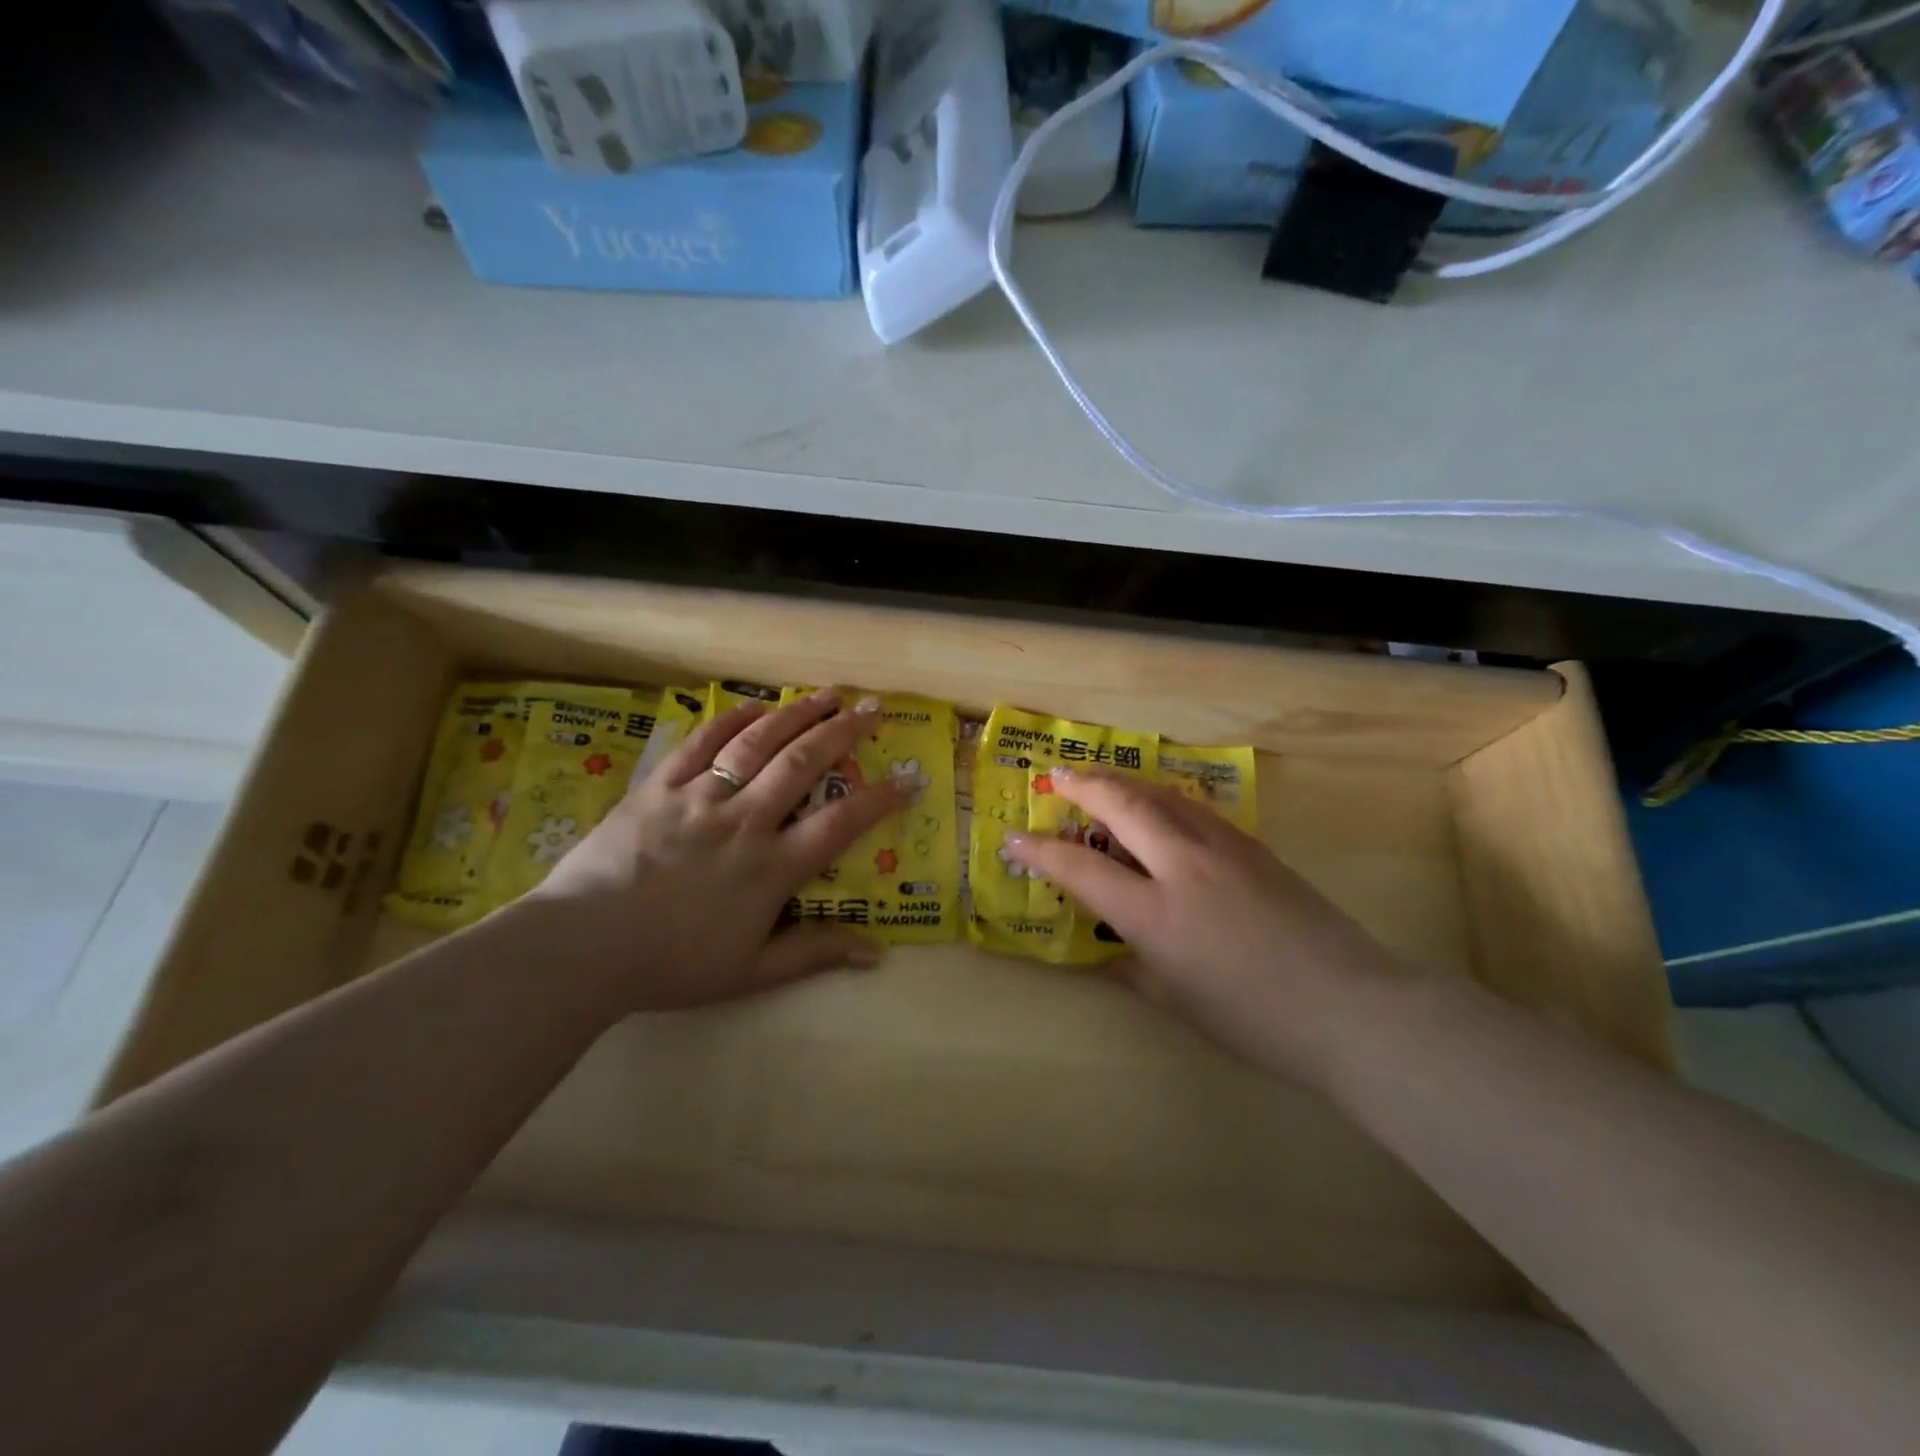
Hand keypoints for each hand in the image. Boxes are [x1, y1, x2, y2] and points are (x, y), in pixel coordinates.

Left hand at [517, 689, 911, 1018]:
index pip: (840, 823)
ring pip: (757, 744)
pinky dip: (730, 722)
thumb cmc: (671, 964)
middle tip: (873, 707)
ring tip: (827, 693)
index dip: (880, 799)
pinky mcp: (659, 787)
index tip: (910, 779)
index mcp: (771, 867)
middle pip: (803, 764)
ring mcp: (700, 798)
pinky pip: (700, 745)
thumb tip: (877, 953)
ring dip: (797, 715)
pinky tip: (755, 708)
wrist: (581, 947)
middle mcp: (744, 821)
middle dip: (843, 732)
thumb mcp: (751, 973)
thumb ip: (815, 955)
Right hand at [1002, 767, 1413, 1088]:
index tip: (1013, 840)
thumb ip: (1130, 971)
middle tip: (1058, 777)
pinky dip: (1162, 798)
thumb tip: (1104, 956)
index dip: (1040, 850)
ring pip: (1161, 796)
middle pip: (1121, 805)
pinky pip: (1194, 809)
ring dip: (1123, 782)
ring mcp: (1221, 848)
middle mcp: (1181, 866)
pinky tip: (1158, 805)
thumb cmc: (1254, 1020)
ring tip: (1100, 780)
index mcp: (1154, 914)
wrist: (1351, 1008)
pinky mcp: (1253, 846)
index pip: (1080, 868)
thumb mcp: (1176, 1002)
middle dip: (1083, 786)